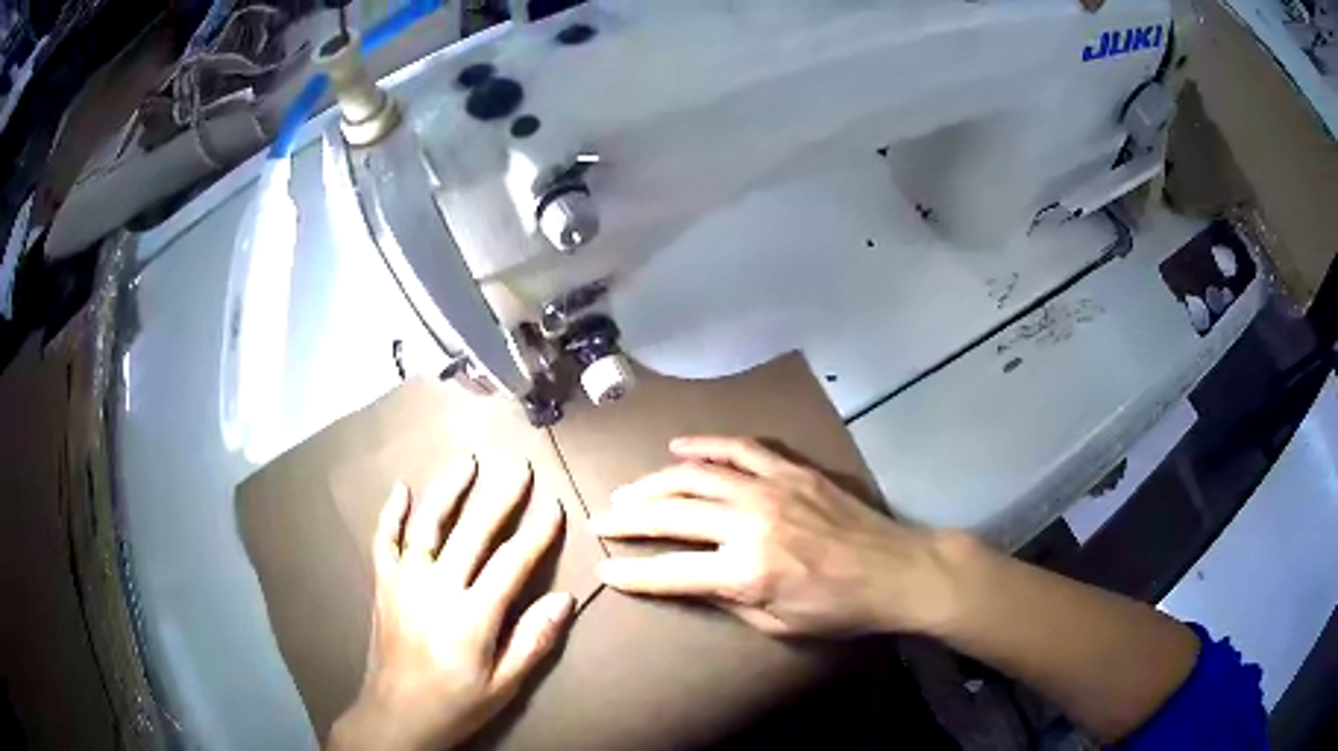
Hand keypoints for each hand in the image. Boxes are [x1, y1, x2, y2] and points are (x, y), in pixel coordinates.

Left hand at [330, 454, 574, 750]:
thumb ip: (534, 640)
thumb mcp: (505, 685)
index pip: (512, 563)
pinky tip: (400, 489)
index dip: (536, 533)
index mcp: (472, 616)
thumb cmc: (457, 703)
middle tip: (518, 467)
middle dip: (499, 498)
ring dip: (447, 490)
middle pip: (472, 533)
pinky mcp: (383, 585)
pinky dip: (391, 513)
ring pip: (427, 525)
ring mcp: (405, 582)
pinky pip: (384, 541)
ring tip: (466, 462)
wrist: (397, 714)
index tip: (555, 506)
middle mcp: (437, 588)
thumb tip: (566, 599)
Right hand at [591, 436, 962, 636]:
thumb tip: (688, 581)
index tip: (603, 567)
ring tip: (627, 491)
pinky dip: (705, 445)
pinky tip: (679, 447)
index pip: (669, 571)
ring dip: (654, 482)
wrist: (896, 570)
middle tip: (600, 520)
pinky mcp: (791, 470)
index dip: (630, 572)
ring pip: (695, 475)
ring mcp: (771, 488)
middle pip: (671, 513)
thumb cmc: (838, 609)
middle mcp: (749, 522)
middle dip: (627, 519)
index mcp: (745, 572)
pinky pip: (739, 448)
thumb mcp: (777, 625)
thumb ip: (726, 600)